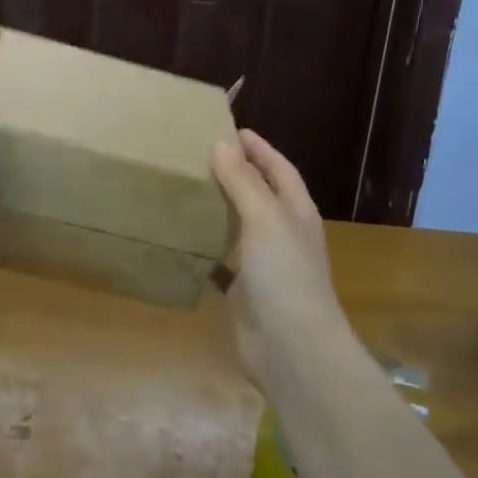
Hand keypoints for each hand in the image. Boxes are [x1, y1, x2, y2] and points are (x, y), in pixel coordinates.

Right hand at [211, 130, 354, 392]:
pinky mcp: (243, 291)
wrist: (290, 348)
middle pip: (260, 195)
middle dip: (237, 174)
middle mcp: (282, 234)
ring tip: (186, 187)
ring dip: (219, 209)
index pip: (280, 169)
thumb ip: (244, 182)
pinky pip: (221, 261)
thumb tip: (222, 144)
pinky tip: (181, 238)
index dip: (260, 149)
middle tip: (200, 154)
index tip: (232, 129)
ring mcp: (264, 265)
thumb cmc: (285, 274)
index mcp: (296, 213)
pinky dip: (205, 249)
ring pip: (239, 227)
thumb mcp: (265, 219)